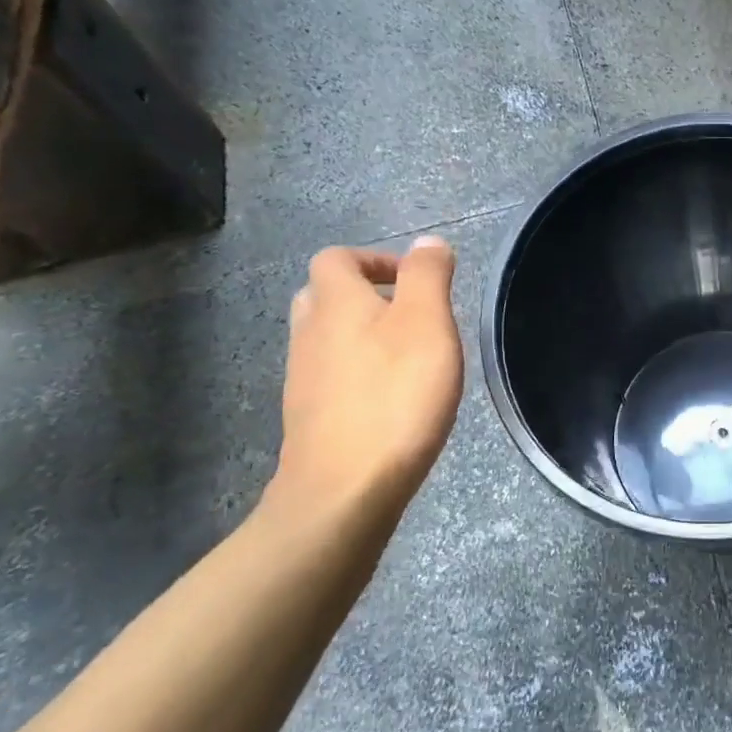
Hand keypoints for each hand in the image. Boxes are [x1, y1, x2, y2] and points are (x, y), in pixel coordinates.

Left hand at [271, 237, 463, 527]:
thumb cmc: (395, 395)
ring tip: (408, 357)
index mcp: (336, 303)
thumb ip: (428, 276)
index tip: (414, 282)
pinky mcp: (310, 419)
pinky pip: (330, 378)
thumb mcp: (427, 323)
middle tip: (409, 314)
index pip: (337, 258)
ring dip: (360, 336)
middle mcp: (309, 334)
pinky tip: (390, 399)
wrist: (345, 489)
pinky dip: (357, 374)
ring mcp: (303, 380)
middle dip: (363, 296)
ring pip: (325, 338)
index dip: (374, 259)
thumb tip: (428, 241)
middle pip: (323, 296)